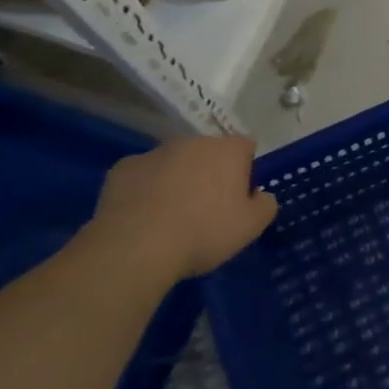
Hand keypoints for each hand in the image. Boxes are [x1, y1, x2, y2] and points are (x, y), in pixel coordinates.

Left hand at [88, 134, 277, 280]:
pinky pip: (142, 175)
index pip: (246, 146)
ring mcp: (154, 152)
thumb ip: (265, 204)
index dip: (246, 169)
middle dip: (210, 172)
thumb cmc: (204, 232)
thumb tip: (260, 195)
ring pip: (174, 162)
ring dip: (177, 179)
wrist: (136, 247)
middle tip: (207, 208)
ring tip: (171, 216)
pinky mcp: (122, 169)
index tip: (240, 196)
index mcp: (228, 150)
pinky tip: (143, 217)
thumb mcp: (251, 226)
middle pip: (208, 152)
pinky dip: (145, 189)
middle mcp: (193, 142)